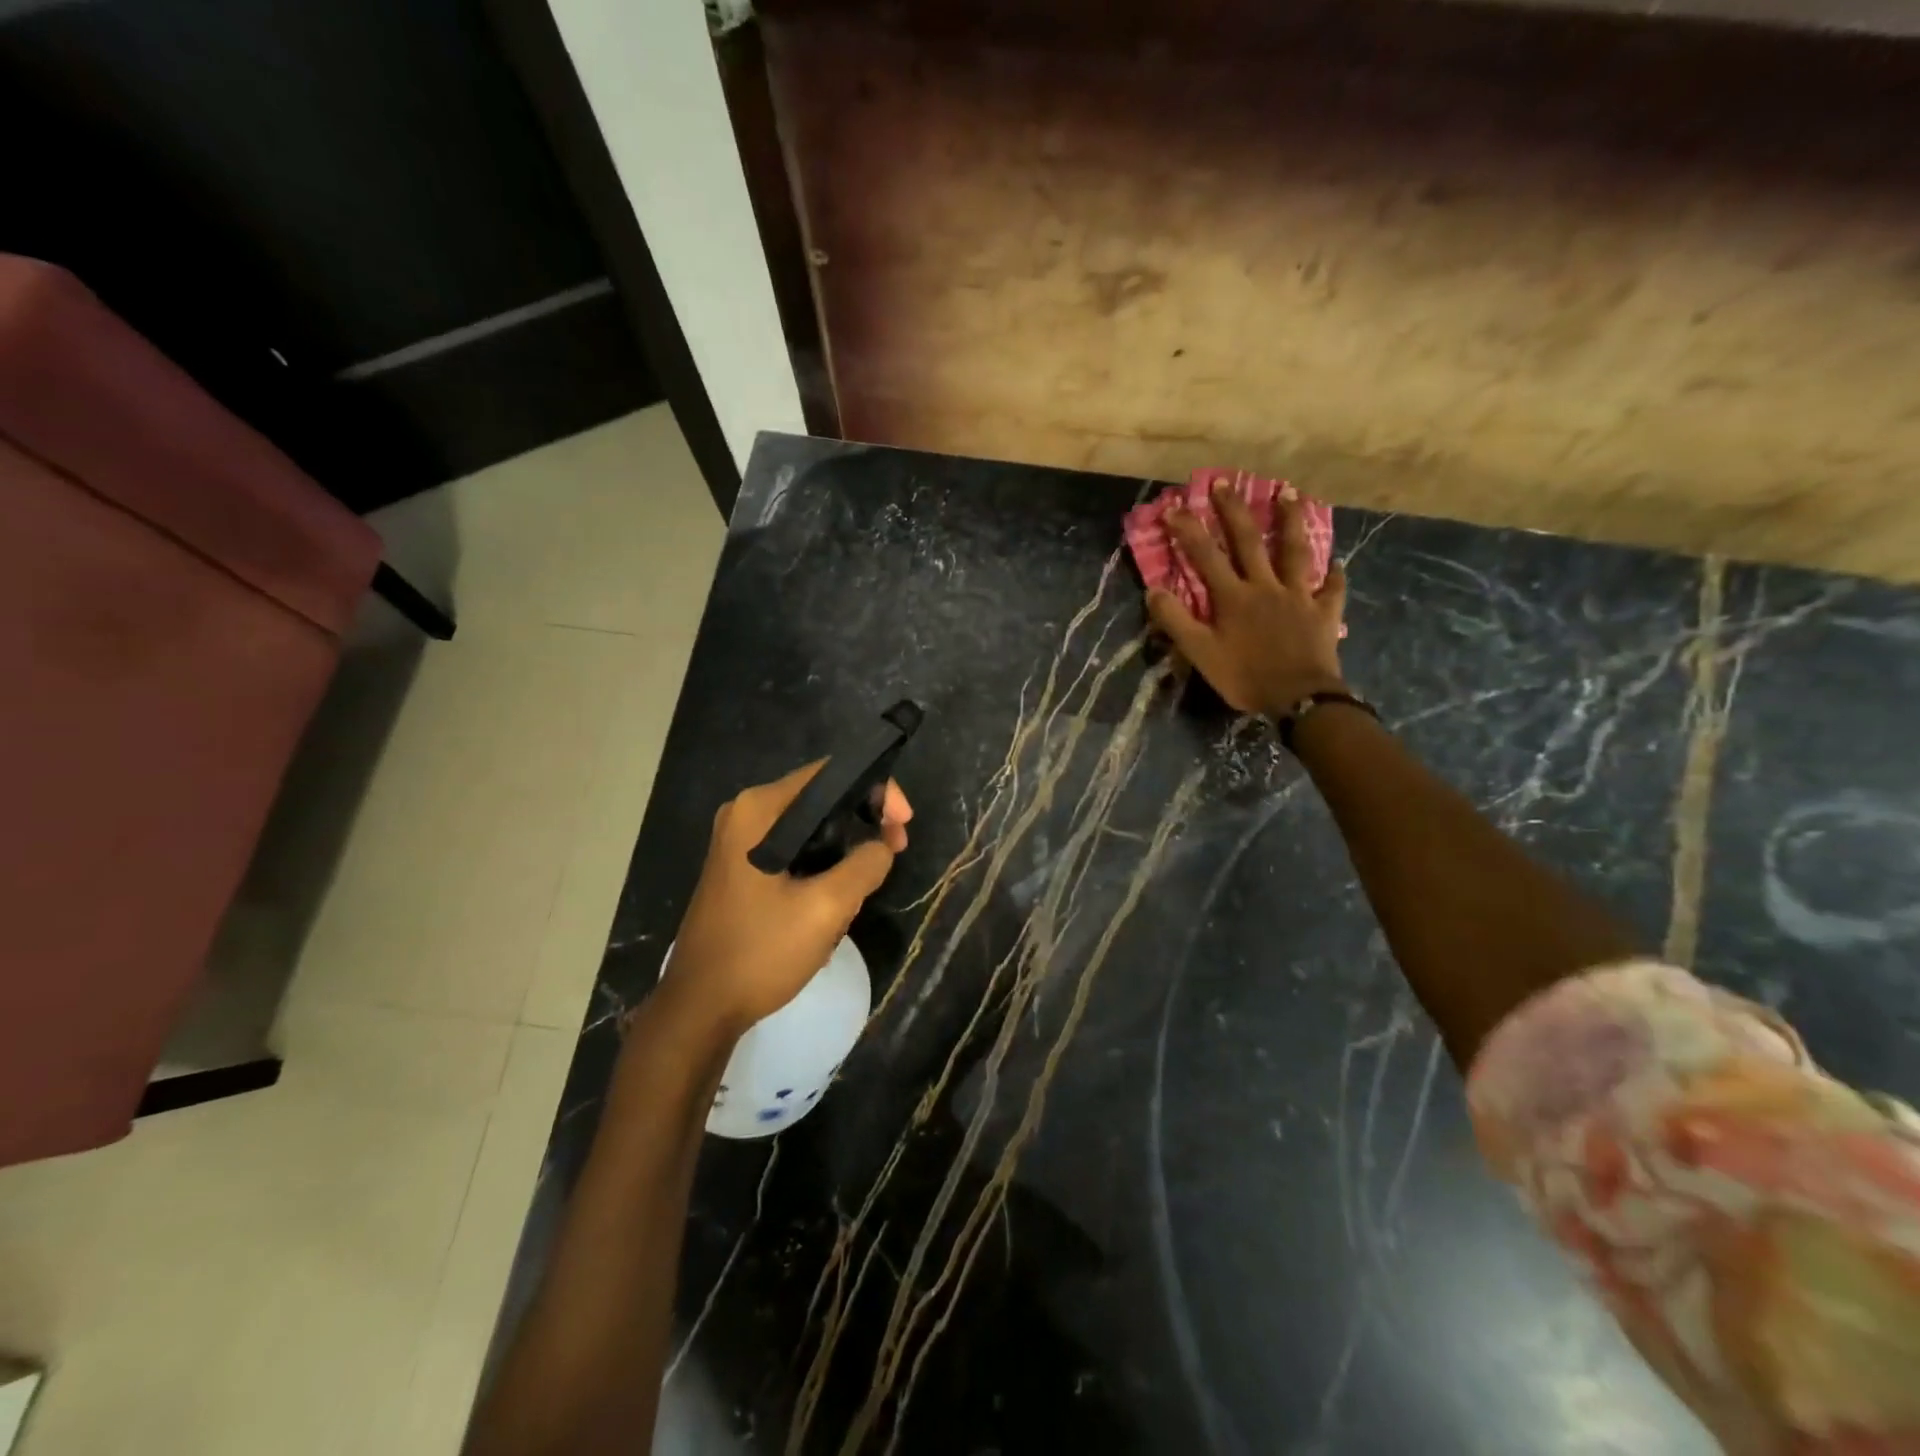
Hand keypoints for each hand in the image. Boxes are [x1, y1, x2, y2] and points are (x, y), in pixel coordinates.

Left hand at [662, 762, 911, 1033]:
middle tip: (895, 852)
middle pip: (822, 798)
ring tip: (866, 884)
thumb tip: (882, 845)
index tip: (902, 825)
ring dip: (845, 848)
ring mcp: (740, 841)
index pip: (831, 774)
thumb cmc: (760, 952)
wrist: (700, 1008)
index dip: (876, 791)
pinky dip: (823, 863)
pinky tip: (837, 897)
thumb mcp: (826, 908)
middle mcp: (746, 813)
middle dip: (863, 821)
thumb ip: (865, 864)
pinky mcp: (742, 866)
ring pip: (812, 827)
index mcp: (760, 810)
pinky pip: (795, 848)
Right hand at [1147, 488, 1349, 717]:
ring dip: (1291, 522)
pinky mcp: (1323, 613)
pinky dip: (1334, 575)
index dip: (1188, 530)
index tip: (1174, 506)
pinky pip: (1332, 589)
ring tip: (1290, 494)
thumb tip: (1153, 590)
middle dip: (1235, 511)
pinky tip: (1337, 562)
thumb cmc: (1245, 677)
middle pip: (1249, 541)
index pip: (1205, 556)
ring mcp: (1299, 596)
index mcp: (1233, 597)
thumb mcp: (1200, 654)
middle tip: (1226, 483)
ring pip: (1295, 552)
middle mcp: (1265, 587)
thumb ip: (1176, 621)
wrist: (1298, 698)